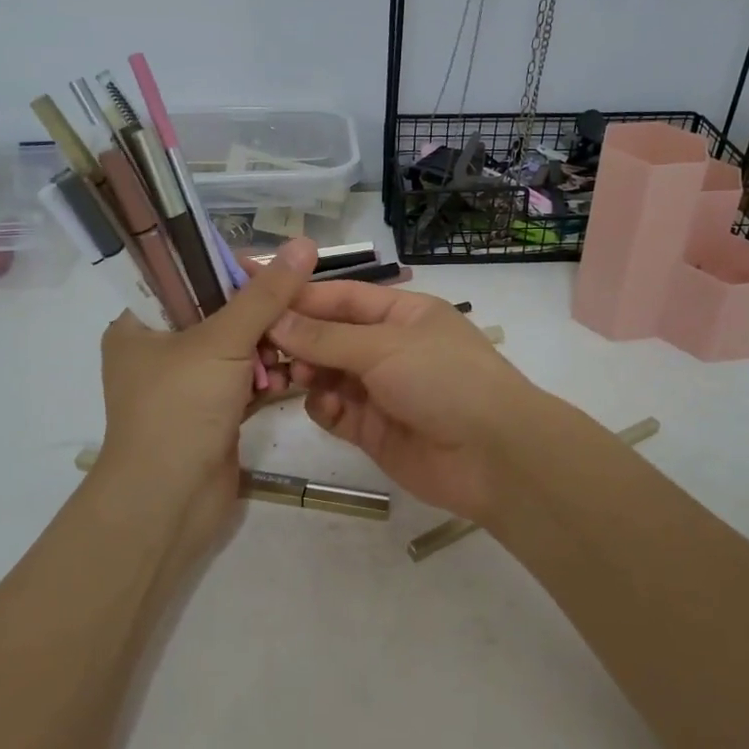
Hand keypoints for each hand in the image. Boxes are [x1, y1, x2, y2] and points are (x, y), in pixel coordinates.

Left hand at [96, 236, 317, 515]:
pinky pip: (244, 381)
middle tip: (298, 314)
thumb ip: (265, 294)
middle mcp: (160, 349)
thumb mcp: (222, 341)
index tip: (279, 273)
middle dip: (262, 316)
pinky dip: (265, 380)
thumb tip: (305, 243)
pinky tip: (286, 383)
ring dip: (268, 350)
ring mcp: (187, 384)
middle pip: (221, 312)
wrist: (168, 502)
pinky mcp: (211, 412)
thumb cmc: (180, 409)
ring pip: (238, 348)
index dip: (235, 269)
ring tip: (293, 354)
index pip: (190, 275)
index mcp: (141, 322)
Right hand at [269, 282, 554, 523]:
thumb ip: (326, 337)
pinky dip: (324, 408)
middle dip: (298, 339)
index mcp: (402, 314)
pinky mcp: (373, 430)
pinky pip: (335, 412)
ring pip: (328, 374)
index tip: (256, 292)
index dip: (301, 295)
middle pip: (330, 336)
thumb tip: (275, 318)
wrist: (492, 456)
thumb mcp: (385, 347)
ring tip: (290, 377)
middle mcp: (389, 348)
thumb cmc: (444, 379)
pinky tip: (323, 407)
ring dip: (307, 373)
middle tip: (261, 346)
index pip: (343, 297)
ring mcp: (381, 390)